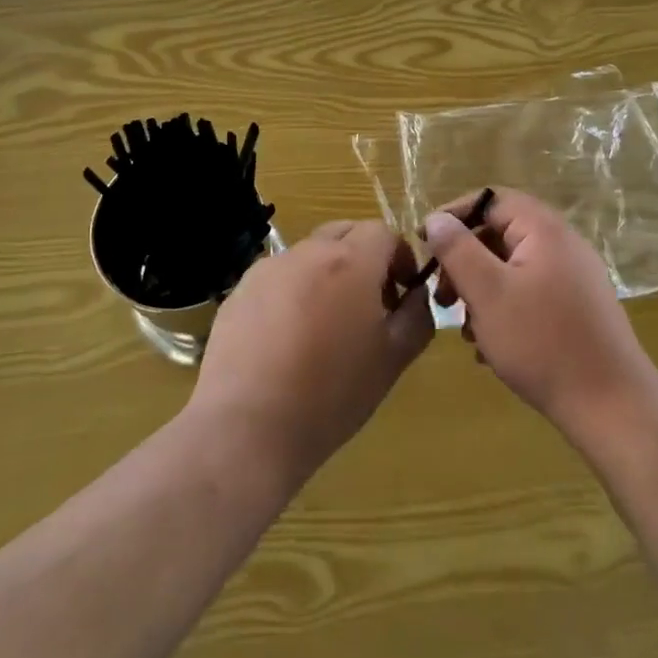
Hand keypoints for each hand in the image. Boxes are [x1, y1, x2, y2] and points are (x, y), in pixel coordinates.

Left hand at [188, 220, 431, 486]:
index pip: (384, 232)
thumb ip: (417, 316)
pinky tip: (288, 339)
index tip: (402, 293)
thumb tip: (416, 294)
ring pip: (310, 255)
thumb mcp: (393, 359)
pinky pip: (278, 278)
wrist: (248, 426)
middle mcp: (308, 252)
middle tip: (370, 305)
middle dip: (365, 258)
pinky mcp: (240, 290)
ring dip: (327, 275)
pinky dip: (293, 293)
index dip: (400, 257)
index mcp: (351, 260)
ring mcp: (269, 268)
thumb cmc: (332, 393)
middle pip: (345, 233)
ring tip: (326, 327)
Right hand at [424, 189, 657, 443]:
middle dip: (464, 263)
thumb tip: (436, 218)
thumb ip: (458, 250)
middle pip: (500, 235)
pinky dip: (504, 311)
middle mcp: (563, 245)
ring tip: (465, 330)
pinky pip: (530, 294)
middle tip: (442, 297)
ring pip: (512, 269)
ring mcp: (574, 278)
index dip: (454, 215)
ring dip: (481, 292)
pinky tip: (490, 348)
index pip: (491, 200)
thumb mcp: (487, 293)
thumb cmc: (541, 342)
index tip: (423, 243)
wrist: (612, 406)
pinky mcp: (578, 309)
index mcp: (544, 229)